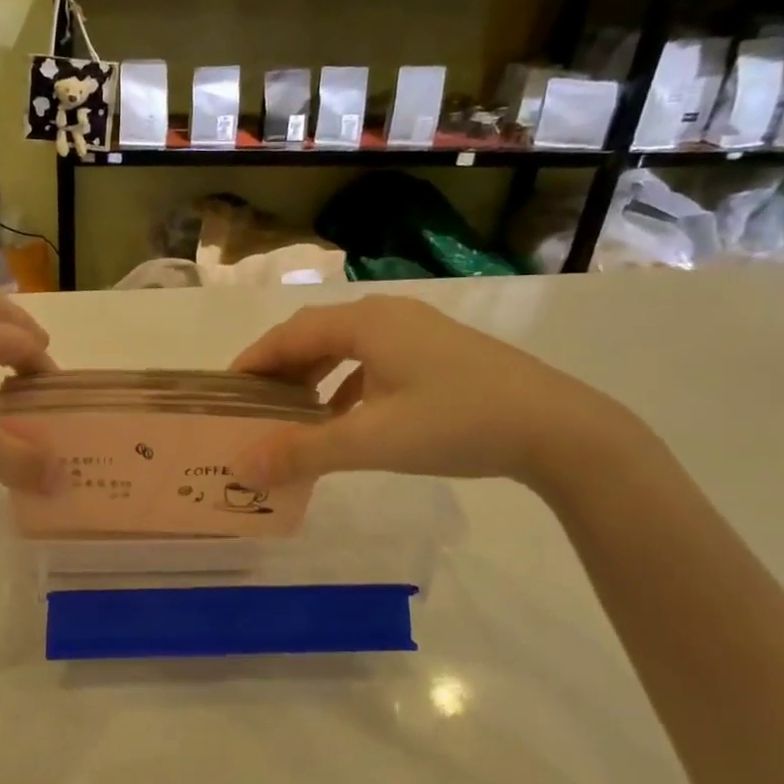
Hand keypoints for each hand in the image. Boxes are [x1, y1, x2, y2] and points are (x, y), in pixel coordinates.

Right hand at [231, 295, 632, 489]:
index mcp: (366, 323)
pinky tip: (349, 416)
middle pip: (316, 335)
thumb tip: (243, 467)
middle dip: (282, 369)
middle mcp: (388, 315)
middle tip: (256, 405)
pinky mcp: (441, 352)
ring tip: (295, 413)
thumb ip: (304, 452)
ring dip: (316, 376)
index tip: (226, 391)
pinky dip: (349, 384)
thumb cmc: (456, 423)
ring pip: (348, 347)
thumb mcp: (372, 440)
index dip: (254, 361)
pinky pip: (376, 360)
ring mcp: (419, 331)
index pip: (290, 335)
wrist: (558, 427)